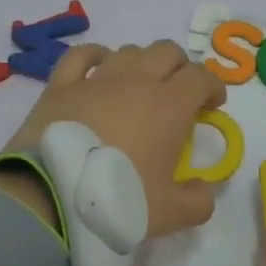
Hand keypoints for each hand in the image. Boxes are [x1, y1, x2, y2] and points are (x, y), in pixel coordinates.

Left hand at [0, 41, 227, 237]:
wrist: (52, 199)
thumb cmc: (119, 201)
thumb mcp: (171, 214)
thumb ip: (198, 201)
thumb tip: (202, 188)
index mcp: (170, 106)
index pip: (202, 78)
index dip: (213, 87)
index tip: (212, 106)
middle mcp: (136, 82)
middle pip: (167, 52)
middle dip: (180, 68)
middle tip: (179, 94)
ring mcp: (96, 79)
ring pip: (128, 51)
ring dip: (142, 63)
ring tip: (140, 86)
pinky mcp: (61, 86)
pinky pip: (81, 56)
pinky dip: (96, 56)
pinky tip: (99, 67)